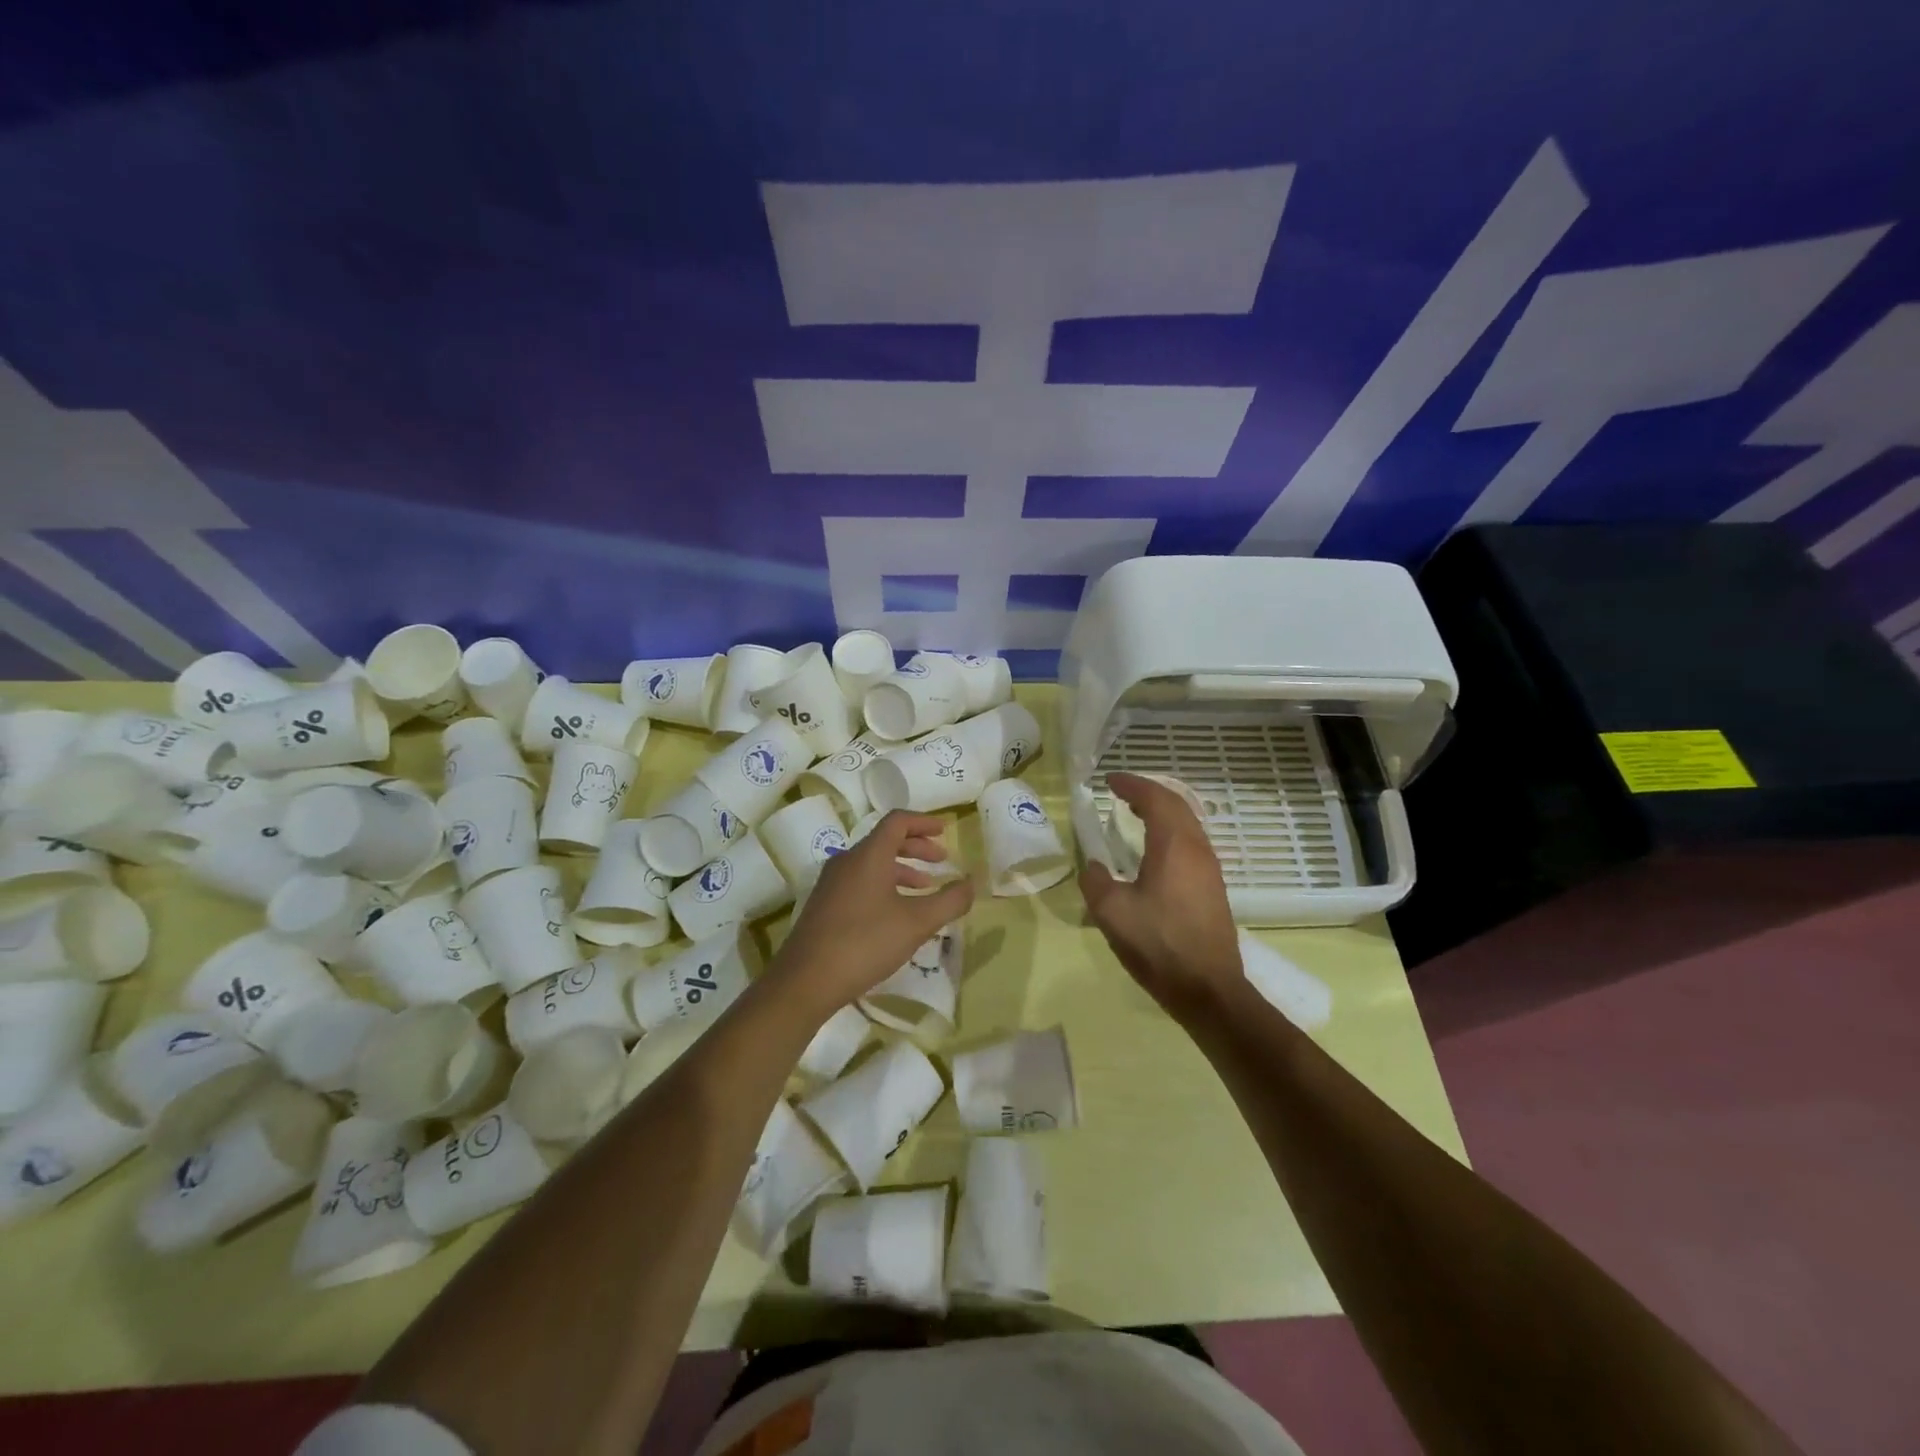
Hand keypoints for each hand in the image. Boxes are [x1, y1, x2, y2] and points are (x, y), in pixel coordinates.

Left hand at [770, 810, 974, 1017]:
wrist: (806, 980)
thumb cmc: (865, 942)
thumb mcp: (917, 923)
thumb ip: (949, 901)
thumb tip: (971, 884)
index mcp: (868, 855)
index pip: (897, 821)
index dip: (923, 822)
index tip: (945, 831)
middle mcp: (847, 861)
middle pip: (885, 841)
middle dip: (916, 847)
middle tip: (941, 861)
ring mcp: (831, 883)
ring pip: (872, 864)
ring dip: (901, 869)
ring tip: (924, 888)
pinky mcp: (824, 904)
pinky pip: (860, 882)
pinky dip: (884, 885)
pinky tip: (896, 913)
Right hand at [1080, 773, 1241, 1020]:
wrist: (1208, 989)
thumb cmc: (1159, 944)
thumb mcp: (1112, 913)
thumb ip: (1096, 881)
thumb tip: (1094, 866)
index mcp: (1174, 846)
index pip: (1155, 799)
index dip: (1132, 785)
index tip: (1110, 781)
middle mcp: (1198, 849)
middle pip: (1177, 805)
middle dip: (1148, 793)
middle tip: (1122, 793)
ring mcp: (1210, 869)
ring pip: (1187, 825)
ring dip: (1162, 812)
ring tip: (1136, 815)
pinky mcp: (1213, 889)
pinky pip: (1191, 844)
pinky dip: (1170, 832)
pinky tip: (1154, 851)